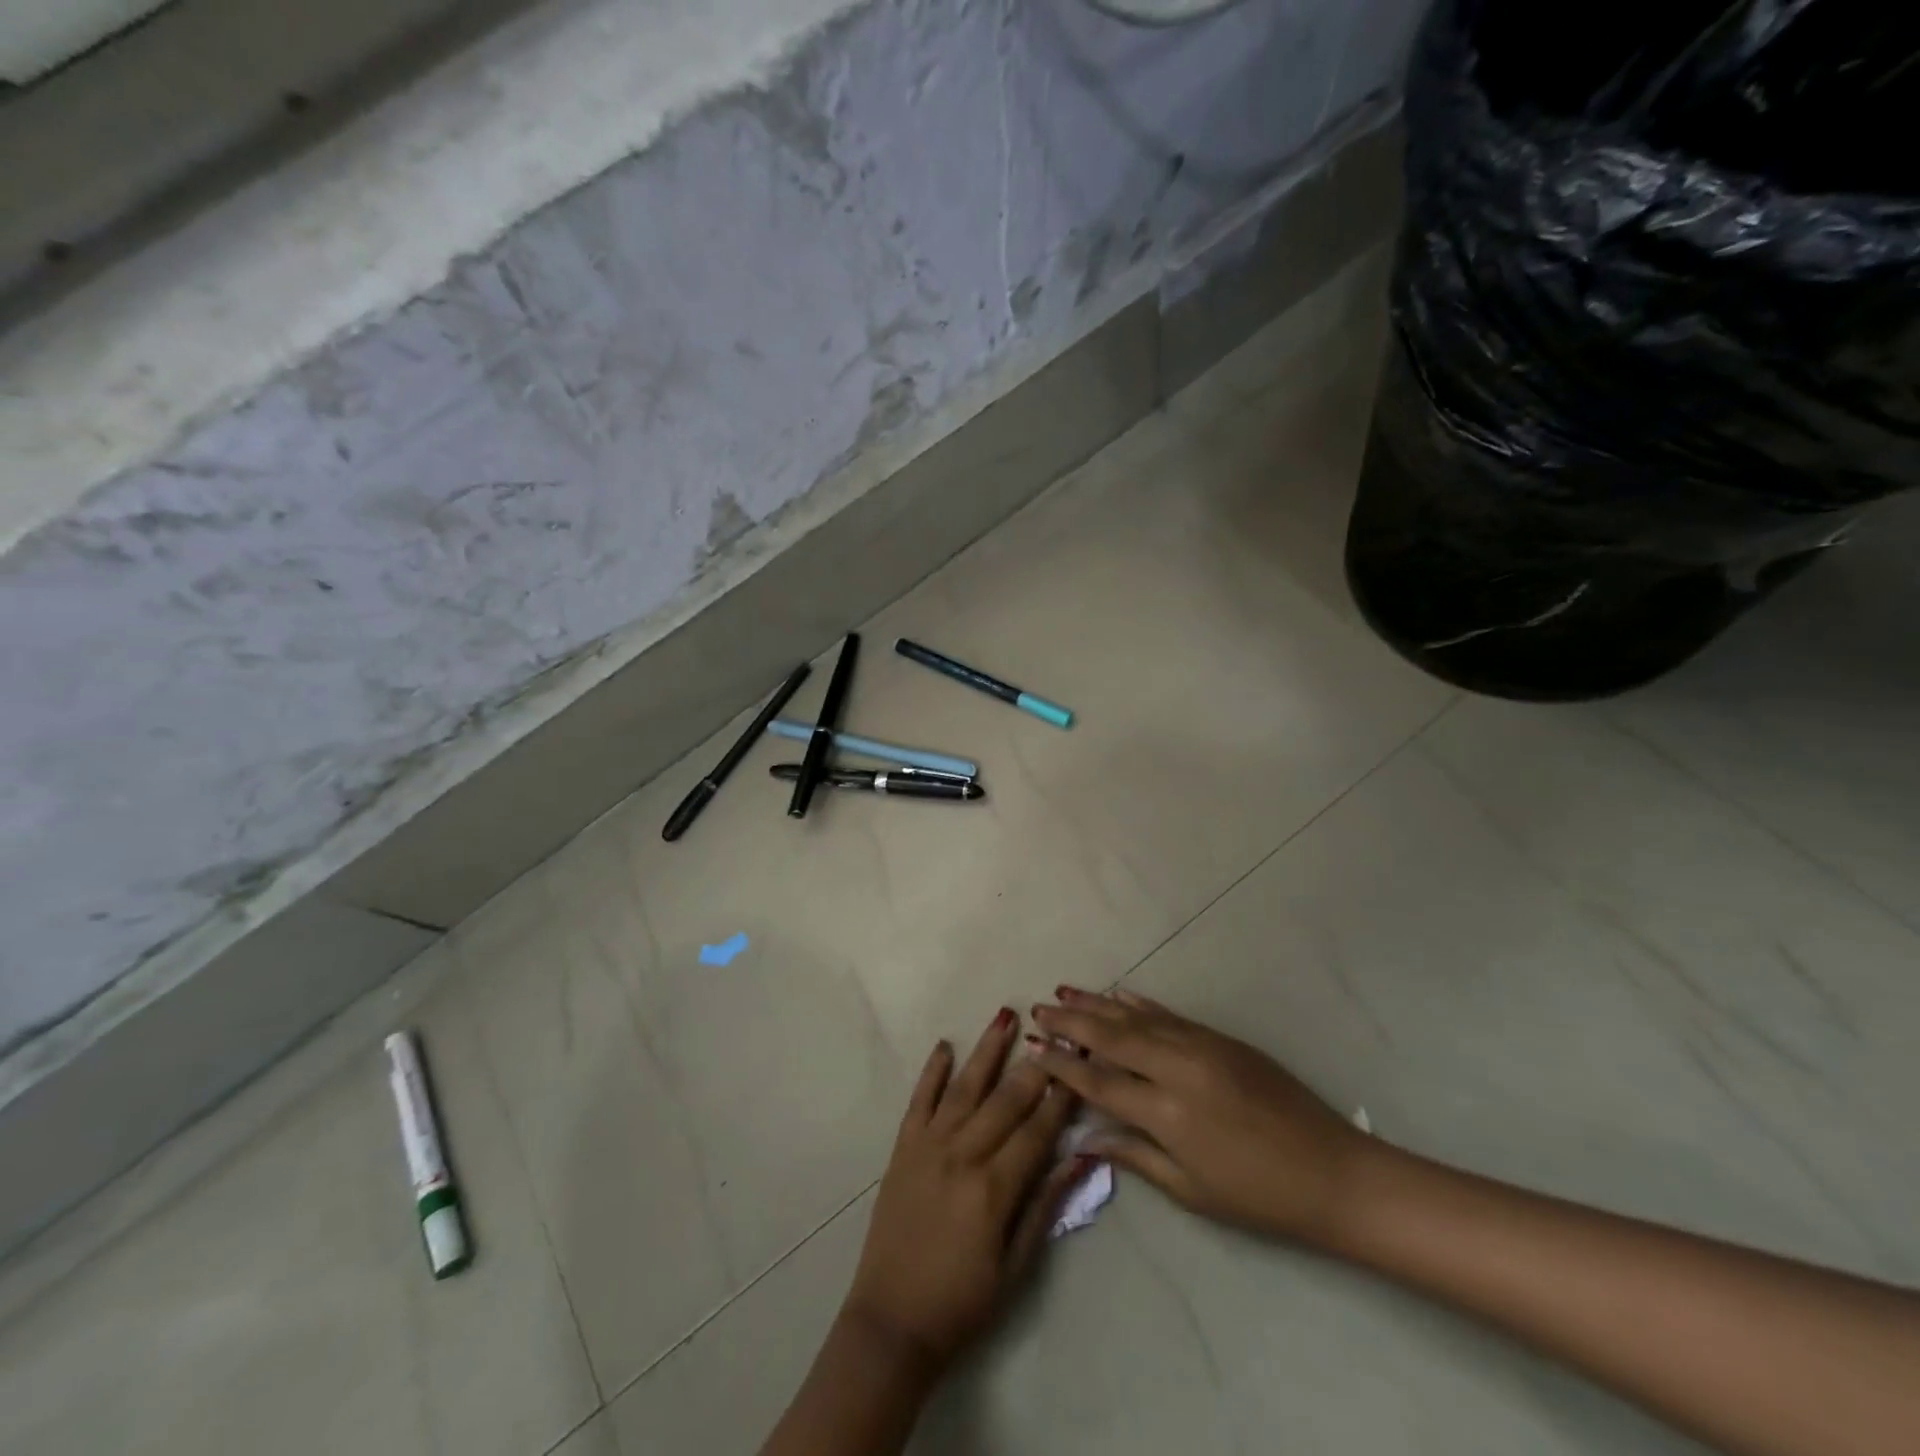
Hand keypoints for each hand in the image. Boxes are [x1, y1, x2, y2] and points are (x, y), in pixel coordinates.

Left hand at [842, 1009, 1087, 1374]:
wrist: (891, 1321)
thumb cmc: (963, 1302)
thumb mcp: (1016, 1266)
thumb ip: (1046, 1207)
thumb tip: (1081, 1159)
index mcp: (994, 1188)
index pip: (1037, 1131)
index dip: (1061, 1097)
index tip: (1080, 1066)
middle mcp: (962, 1155)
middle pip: (1005, 1100)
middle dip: (1033, 1065)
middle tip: (1055, 1033)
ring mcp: (928, 1146)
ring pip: (964, 1087)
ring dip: (986, 1051)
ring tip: (1005, 1016)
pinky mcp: (903, 1148)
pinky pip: (920, 1100)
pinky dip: (933, 1071)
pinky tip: (945, 1046)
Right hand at [1029, 987, 1373, 1248]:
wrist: (1333, 1173)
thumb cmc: (1259, 1197)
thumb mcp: (1191, 1191)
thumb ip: (1135, 1155)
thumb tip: (1087, 1137)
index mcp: (1167, 1113)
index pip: (1100, 1082)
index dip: (1062, 1065)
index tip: (1033, 1047)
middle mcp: (1178, 1069)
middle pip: (1111, 1038)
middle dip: (1071, 1023)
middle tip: (1038, 1008)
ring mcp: (1202, 1046)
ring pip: (1137, 1017)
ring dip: (1098, 1004)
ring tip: (1065, 992)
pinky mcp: (1221, 1039)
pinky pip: (1170, 1015)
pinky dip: (1140, 1004)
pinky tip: (1119, 994)